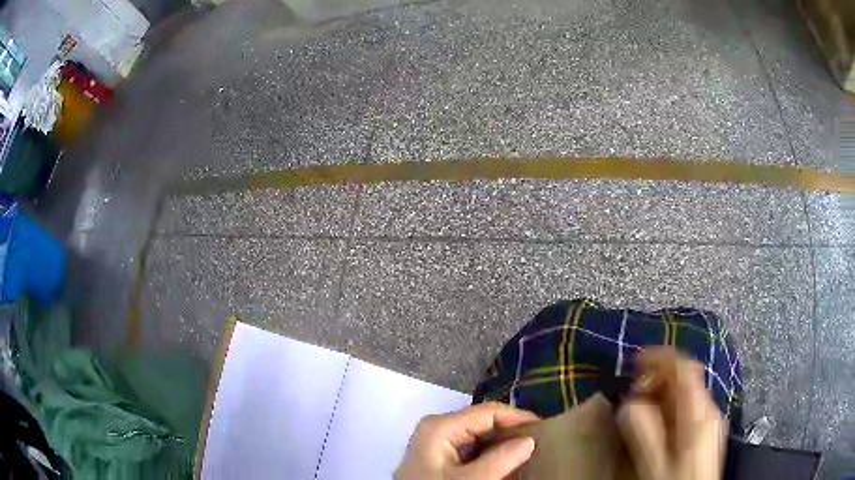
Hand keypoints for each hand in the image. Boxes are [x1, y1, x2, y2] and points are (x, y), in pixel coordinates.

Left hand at [395, 402, 538, 478]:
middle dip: (510, 433)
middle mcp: (437, 429)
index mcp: (441, 426)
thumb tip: (529, 440)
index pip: (488, 412)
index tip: (544, 430)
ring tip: (527, 453)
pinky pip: (470, 451)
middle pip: (483, 423)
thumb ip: (501, 459)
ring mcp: (436, 445)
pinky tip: (505, 464)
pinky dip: (489, 456)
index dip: (518, 418)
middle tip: (539, 444)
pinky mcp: (438, 460)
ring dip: (502, 446)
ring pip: (478, 438)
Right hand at [617, 347, 726, 479]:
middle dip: (658, 379)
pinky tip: (658, 429)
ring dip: (662, 395)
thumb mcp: (654, 461)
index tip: (634, 362)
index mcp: (700, 412)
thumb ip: (643, 429)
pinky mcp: (708, 434)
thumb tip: (631, 401)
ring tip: (641, 412)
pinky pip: (689, 410)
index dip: (659, 358)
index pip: (684, 367)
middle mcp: (711, 410)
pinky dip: (670, 410)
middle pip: (686, 379)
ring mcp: (711, 422)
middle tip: (633, 393)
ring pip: (687, 395)